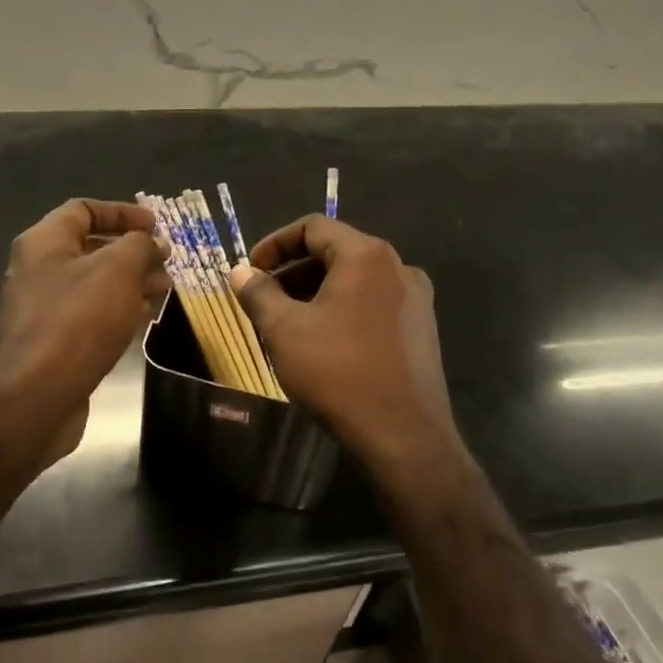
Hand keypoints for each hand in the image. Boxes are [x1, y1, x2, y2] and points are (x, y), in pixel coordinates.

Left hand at [0, 198, 167, 470]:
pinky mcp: (53, 341)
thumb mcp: (118, 269)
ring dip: (131, 280)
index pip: (83, 210)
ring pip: (94, 282)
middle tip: (166, 259)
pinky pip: (90, 313)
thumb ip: (139, 246)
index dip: (122, 212)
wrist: (39, 394)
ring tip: (165, 288)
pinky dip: (118, 309)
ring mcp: (43, 307)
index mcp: (44, 242)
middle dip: (132, 250)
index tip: (156, 225)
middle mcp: (38, 269)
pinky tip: (145, 316)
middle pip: (90, 247)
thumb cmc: (79, 318)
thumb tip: (152, 243)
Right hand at [232, 216, 459, 478]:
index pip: (313, 227)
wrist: (404, 436)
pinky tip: (324, 340)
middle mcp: (398, 266)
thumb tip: (240, 272)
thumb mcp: (285, 330)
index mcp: (366, 255)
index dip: (275, 243)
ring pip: (355, 279)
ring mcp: (415, 298)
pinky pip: (374, 302)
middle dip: (294, 270)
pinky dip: (343, 308)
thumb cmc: (338, 373)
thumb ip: (258, 293)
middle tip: (264, 298)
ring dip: (317, 290)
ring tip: (289, 321)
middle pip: (336, 250)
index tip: (251, 270)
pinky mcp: (422, 328)